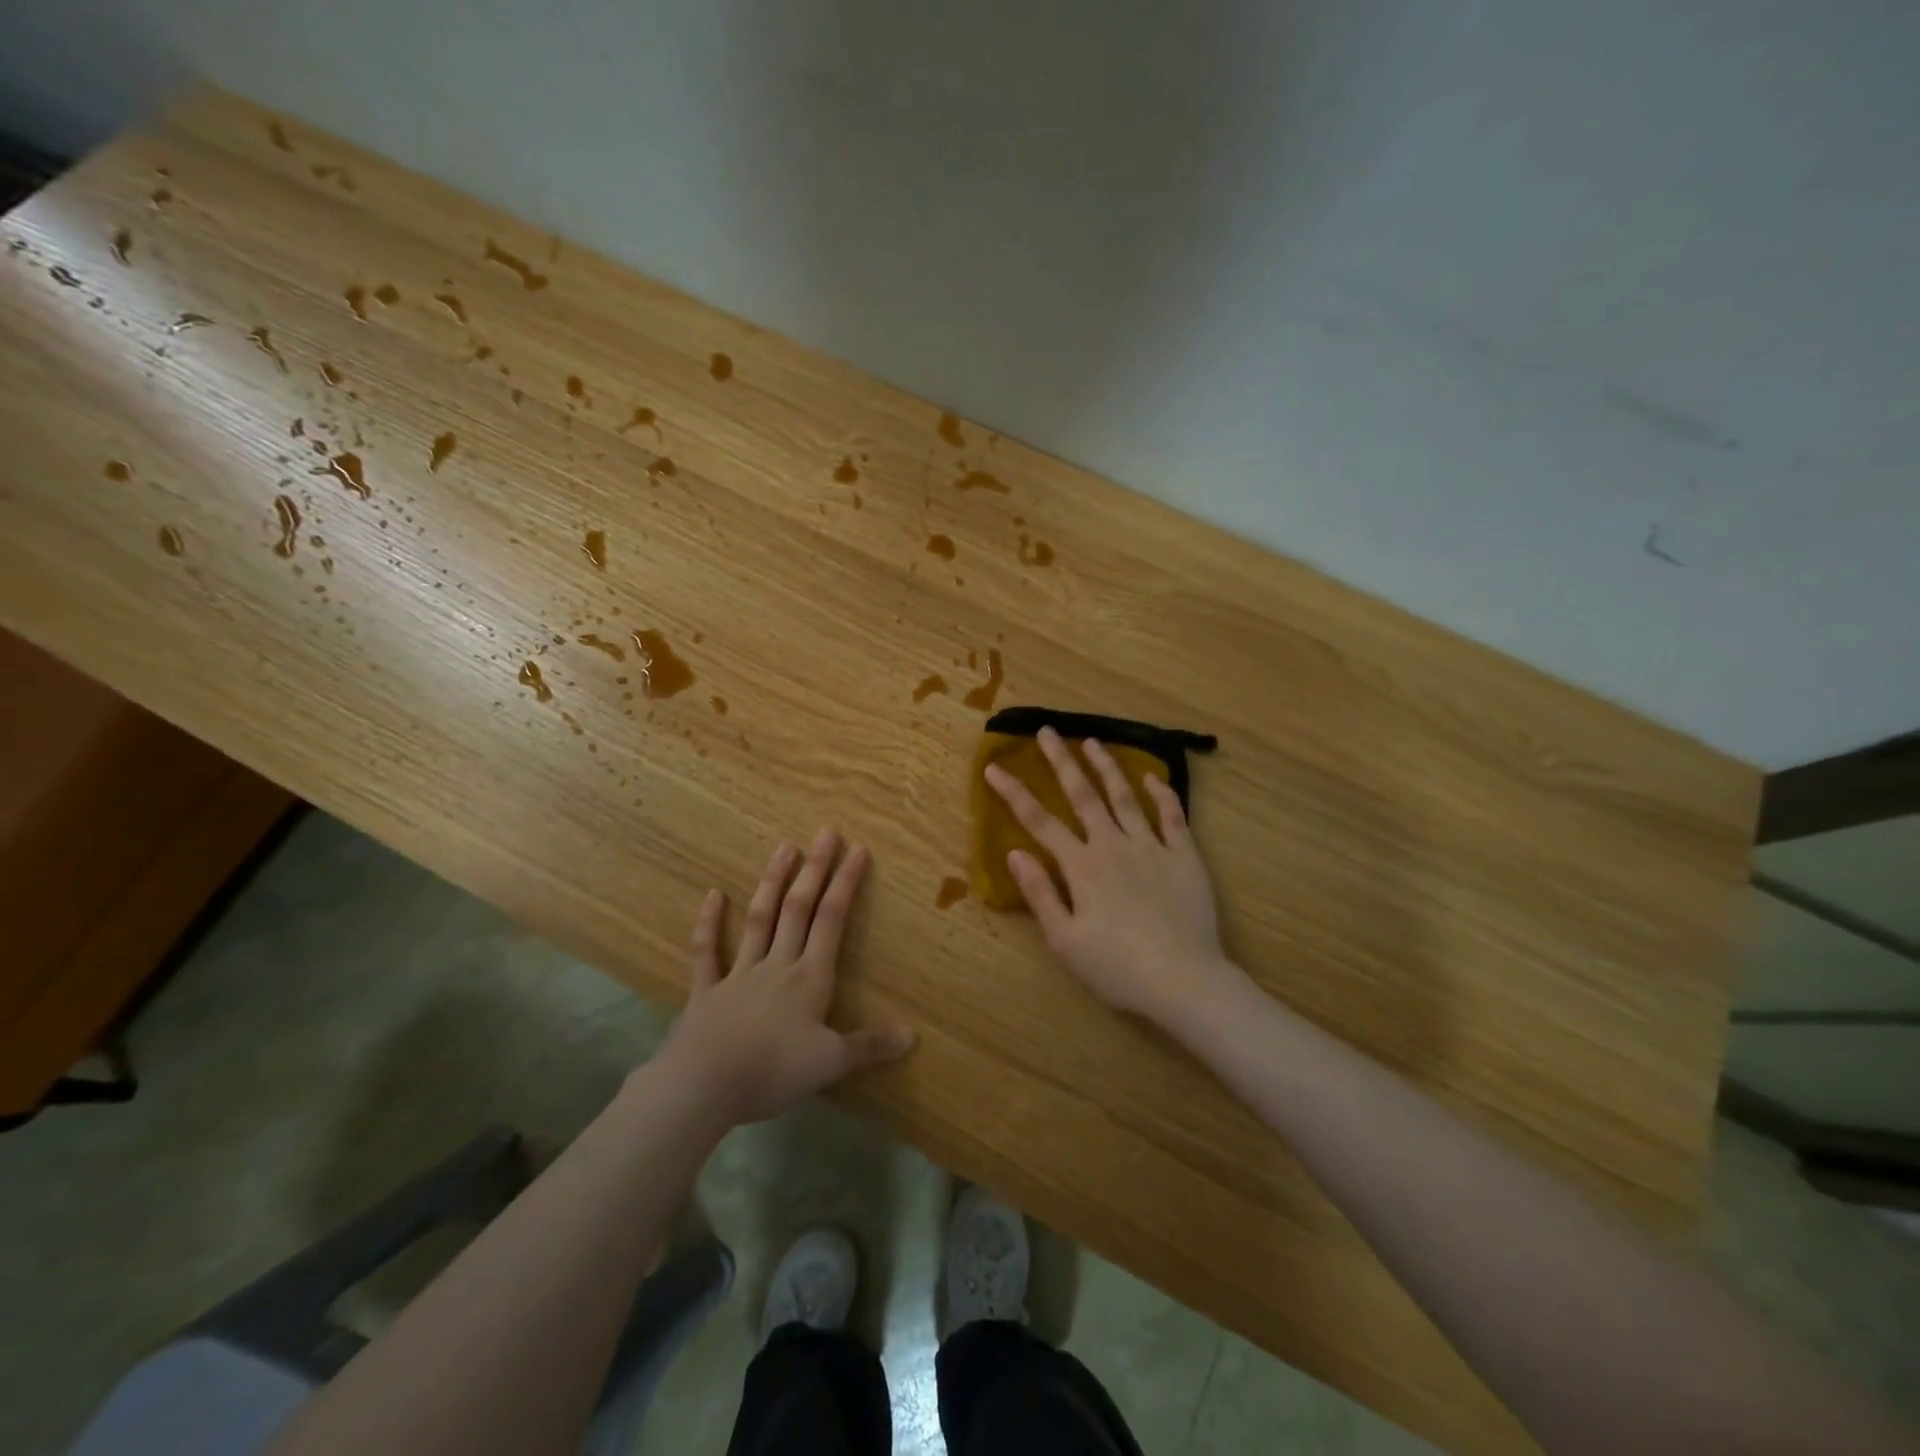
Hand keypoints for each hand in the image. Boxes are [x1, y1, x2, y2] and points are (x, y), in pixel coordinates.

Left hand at [657, 830, 913, 1126]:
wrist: (703, 1085)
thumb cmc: (772, 1071)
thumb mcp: (830, 1063)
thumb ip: (869, 1046)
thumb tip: (911, 1035)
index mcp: (809, 977)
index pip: (832, 920)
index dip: (846, 883)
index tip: (858, 849)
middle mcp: (777, 964)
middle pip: (798, 908)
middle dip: (815, 869)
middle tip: (825, 832)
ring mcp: (739, 973)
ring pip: (759, 919)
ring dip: (773, 882)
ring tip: (784, 847)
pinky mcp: (706, 990)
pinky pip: (707, 951)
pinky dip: (709, 923)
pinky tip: (713, 895)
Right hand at [985, 727, 1241, 1027]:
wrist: (1184, 981)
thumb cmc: (1117, 967)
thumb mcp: (1065, 940)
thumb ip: (1039, 893)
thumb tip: (1015, 852)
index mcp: (1081, 866)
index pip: (1039, 821)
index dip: (1014, 793)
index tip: (994, 767)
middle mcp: (1113, 845)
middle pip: (1082, 795)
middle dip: (1061, 761)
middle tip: (1047, 731)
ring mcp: (1152, 847)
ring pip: (1125, 796)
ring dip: (1106, 767)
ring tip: (1092, 741)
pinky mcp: (1185, 856)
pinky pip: (1173, 816)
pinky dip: (1162, 794)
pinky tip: (1152, 777)